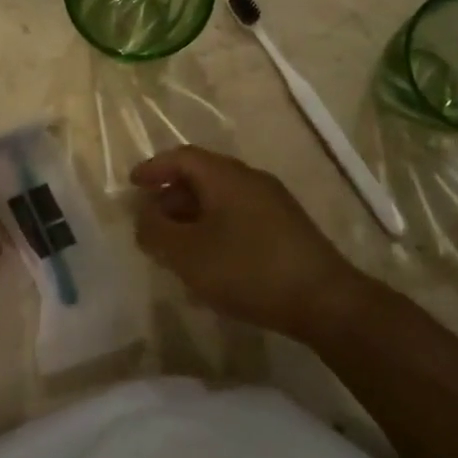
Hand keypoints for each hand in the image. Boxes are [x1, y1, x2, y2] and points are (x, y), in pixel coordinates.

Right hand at [131, 146, 367, 343]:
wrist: (324, 301)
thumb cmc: (248, 269)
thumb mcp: (187, 254)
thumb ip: (156, 232)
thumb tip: (144, 217)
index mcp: (226, 176)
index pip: (182, 157)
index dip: (154, 168)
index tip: (132, 185)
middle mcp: (251, 180)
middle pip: (202, 176)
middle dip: (171, 197)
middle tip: (151, 223)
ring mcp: (273, 203)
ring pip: (221, 199)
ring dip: (193, 216)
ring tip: (176, 247)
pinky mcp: (286, 228)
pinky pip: (239, 216)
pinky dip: (215, 229)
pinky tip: (210, 262)